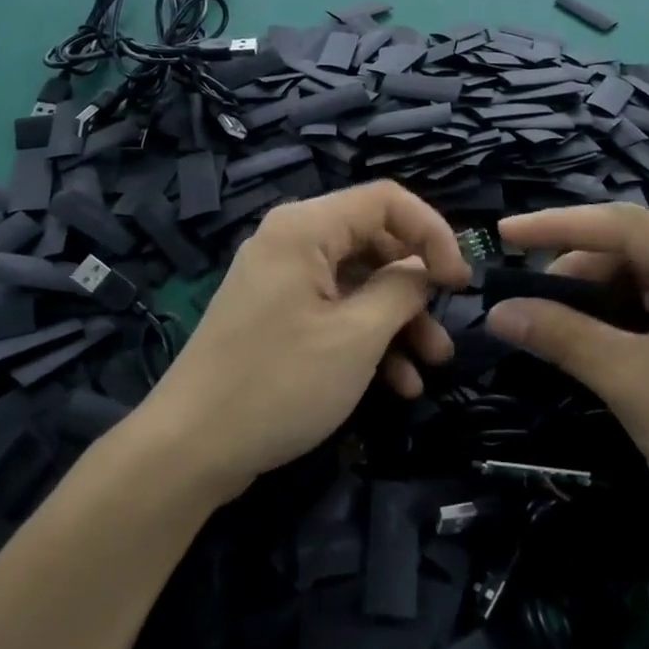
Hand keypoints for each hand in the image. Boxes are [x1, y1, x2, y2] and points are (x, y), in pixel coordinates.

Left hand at [144, 181, 469, 498]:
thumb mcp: (357, 337)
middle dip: (415, 287)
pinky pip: (332, 310)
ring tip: (430, 366)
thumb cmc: (280, 383)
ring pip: (357, 282)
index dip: (433, 232)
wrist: (189, 448)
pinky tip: (396, 384)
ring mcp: (280, 280)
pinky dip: (366, 339)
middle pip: (373, 242)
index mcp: (305, 228)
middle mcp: (290, 241)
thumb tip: (425, 271)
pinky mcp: (275, 316)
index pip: (386, 200)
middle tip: (446, 328)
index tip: (460, 282)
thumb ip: (402, 291)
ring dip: (397, 321)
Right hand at [484, 204, 648, 569]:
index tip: (503, 234)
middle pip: (636, 249)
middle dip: (578, 272)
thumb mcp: (630, 383)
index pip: (624, 225)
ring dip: (599, 298)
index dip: (556, 226)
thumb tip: (496, 312)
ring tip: (555, 324)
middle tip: (528, 301)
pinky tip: (595, 340)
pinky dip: (625, 319)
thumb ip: (560, 335)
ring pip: (648, 279)